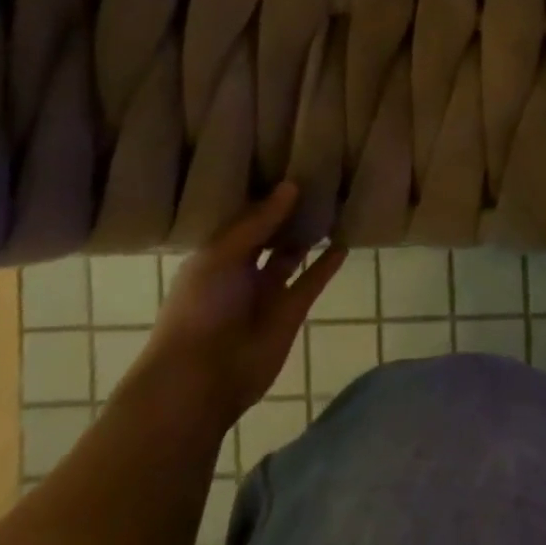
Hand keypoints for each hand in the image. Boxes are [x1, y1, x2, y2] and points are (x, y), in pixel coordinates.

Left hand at [145, 184, 346, 425]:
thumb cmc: (200, 308)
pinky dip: (328, 263)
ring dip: (309, 235)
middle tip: (318, 179)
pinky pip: (312, 281)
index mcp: (215, 253)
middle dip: (288, 212)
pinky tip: (344, 241)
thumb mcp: (222, 255)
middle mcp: (241, 269)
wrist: (201, 378)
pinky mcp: (291, 311)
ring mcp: (266, 291)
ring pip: (292, 256)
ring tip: (334, 204)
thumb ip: (258, 222)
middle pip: (269, 234)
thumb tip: (291, 185)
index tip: (288, 166)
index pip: (243, 218)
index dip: (264, 196)